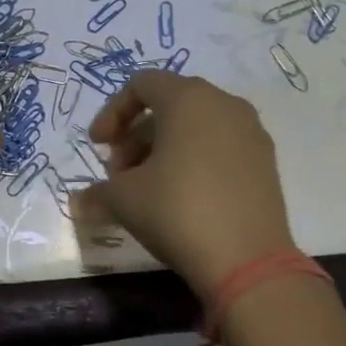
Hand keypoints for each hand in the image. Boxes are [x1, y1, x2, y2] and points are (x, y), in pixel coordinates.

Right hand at [82, 72, 296, 296]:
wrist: (247, 261)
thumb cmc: (178, 211)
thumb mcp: (124, 199)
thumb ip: (97, 192)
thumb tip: (78, 203)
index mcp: (188, 98)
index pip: (142, 84)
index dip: (112, 112)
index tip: (97, 146)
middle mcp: (224, 104)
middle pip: (169, 104)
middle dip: (136, 135)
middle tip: (119, 172)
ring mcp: (251, 132)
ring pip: (197, 126)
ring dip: (164, 149)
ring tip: (147, 189)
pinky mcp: (266, 162)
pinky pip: (220, 146)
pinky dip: (194, 159)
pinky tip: (182, 198)